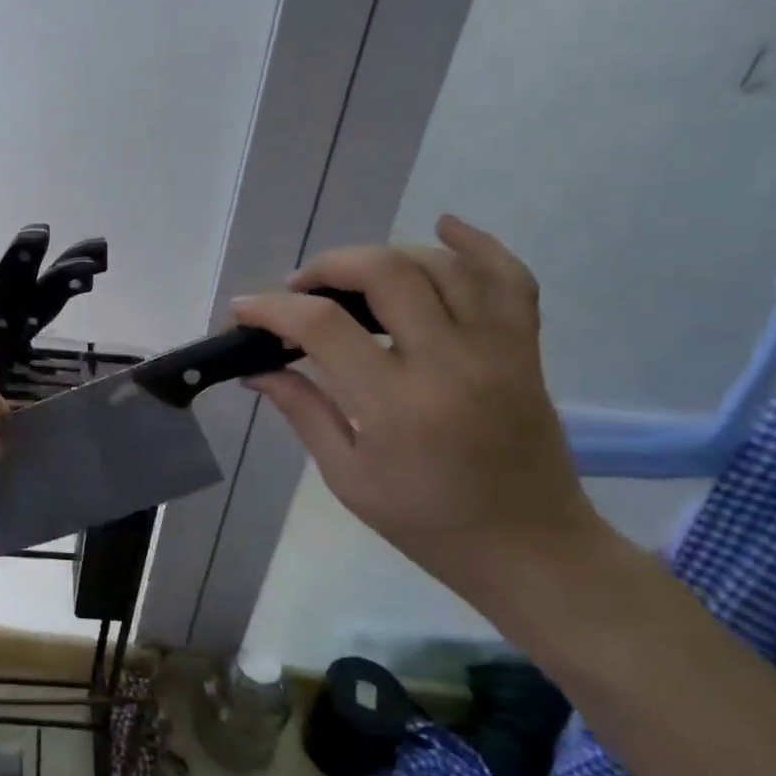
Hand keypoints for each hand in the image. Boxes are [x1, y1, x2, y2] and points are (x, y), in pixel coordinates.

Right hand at [232, 215, 603, 608]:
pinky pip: (510, 278)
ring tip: (353, 276)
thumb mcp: (349, 477)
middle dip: (329, 266)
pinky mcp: (525, 349)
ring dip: (386, 256)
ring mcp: (497, 350)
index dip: (272, 309)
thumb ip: (303, 411)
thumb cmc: (429, 523)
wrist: (532, 549)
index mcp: (397, 405)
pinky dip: (478, 244)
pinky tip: (443, 226)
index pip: (323, 328)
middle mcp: (450, 363)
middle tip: (300, 287)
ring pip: (441, 265)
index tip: (243, 309)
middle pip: (386, 273)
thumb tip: (256, 369)